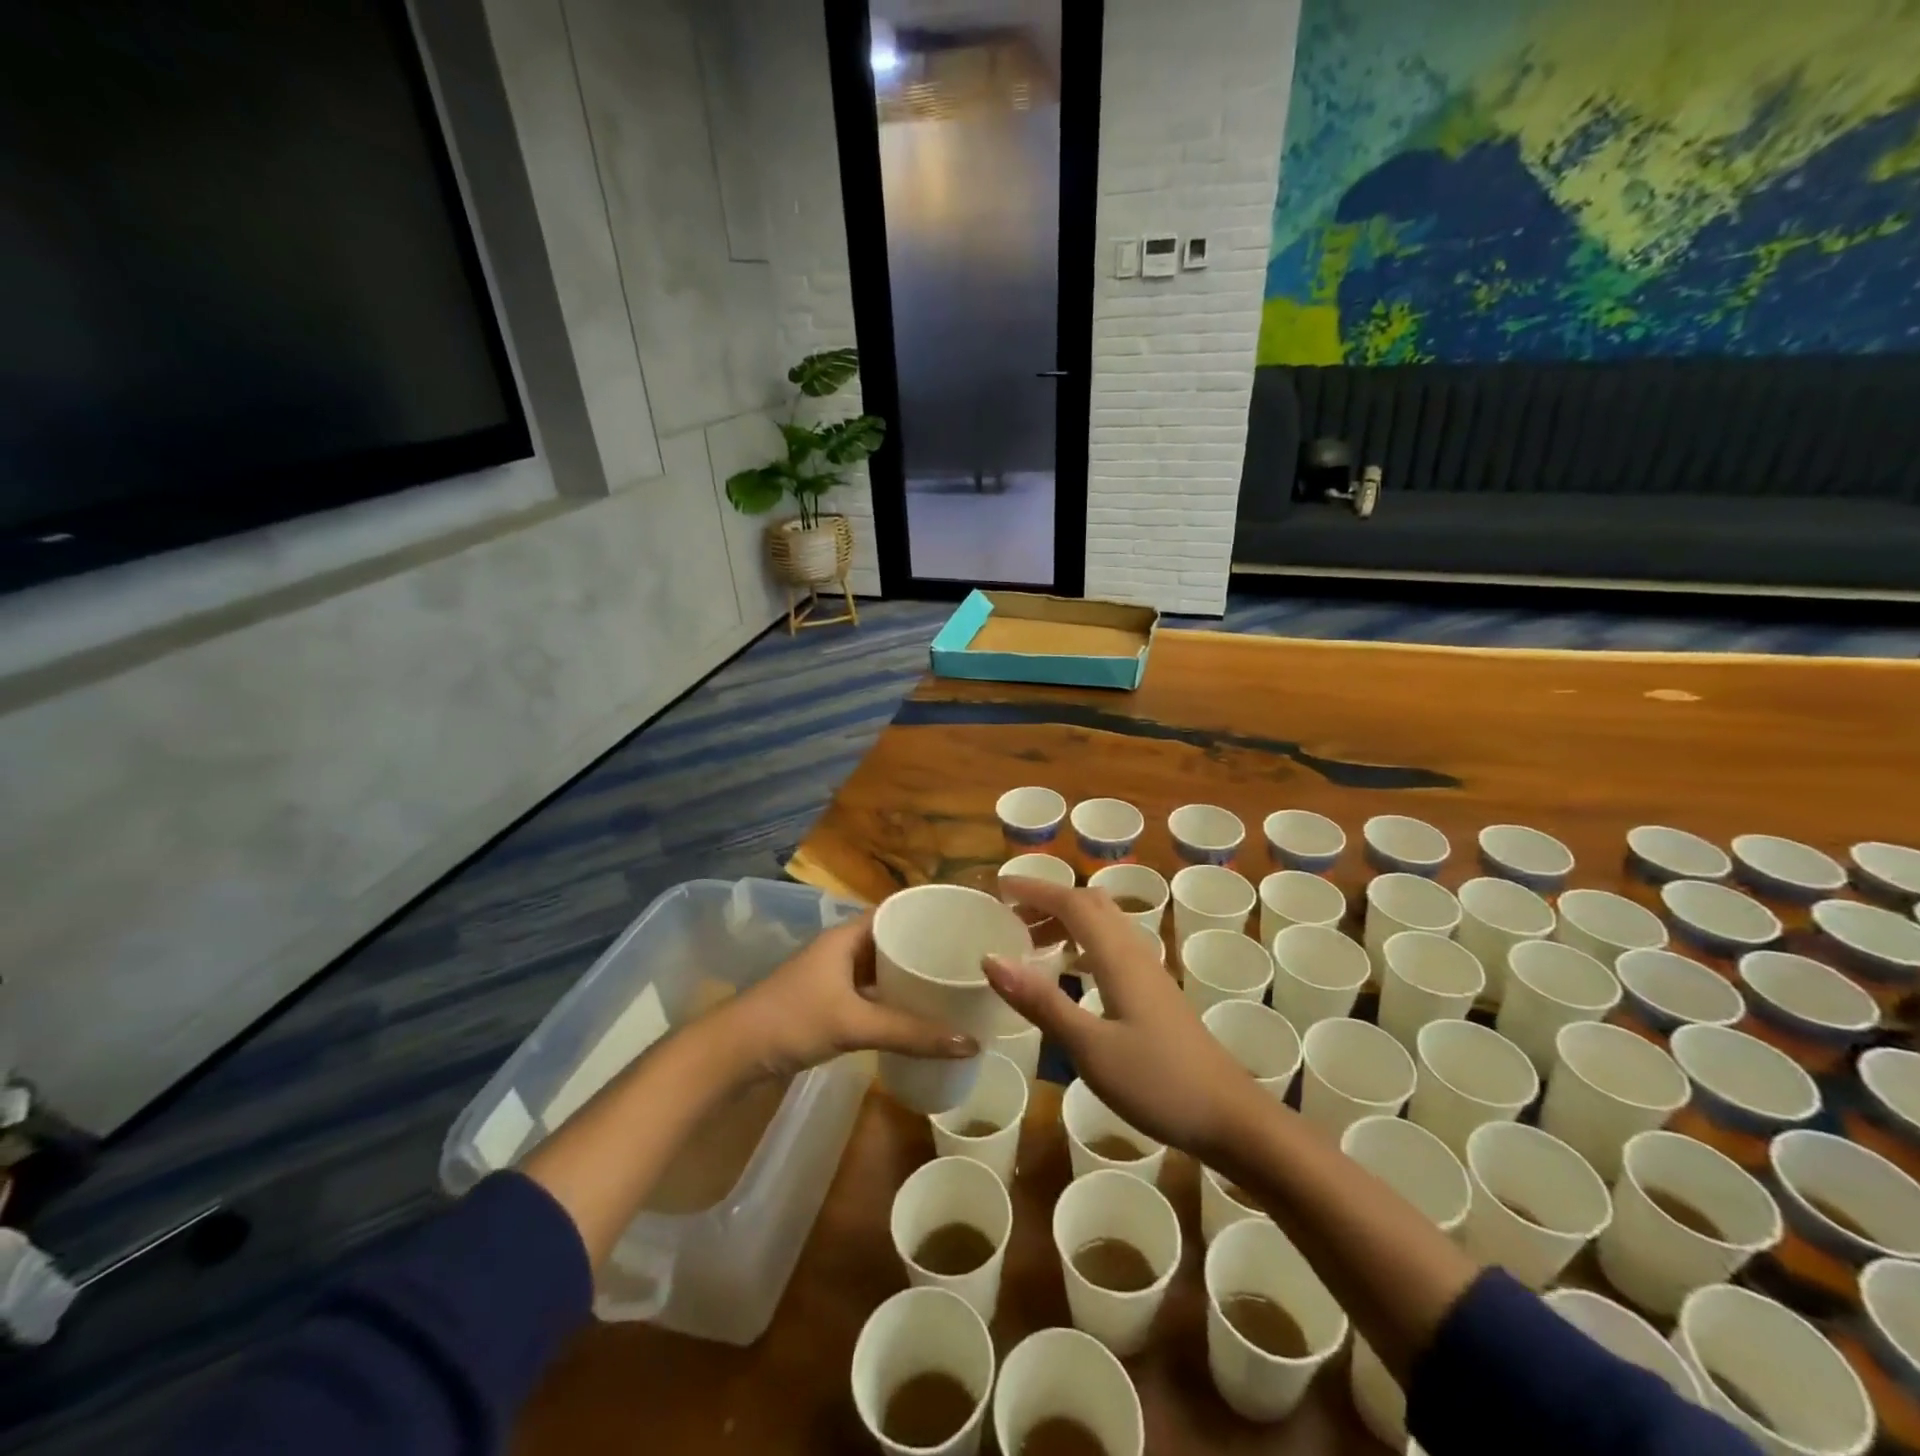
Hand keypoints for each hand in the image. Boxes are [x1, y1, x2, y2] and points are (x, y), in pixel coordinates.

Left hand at [721, 911, 977, 1079]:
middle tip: (966, 959)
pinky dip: (893, 998)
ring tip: (951, 984)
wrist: (732, 1053)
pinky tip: (917, 1013)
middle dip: (925, 948)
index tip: (965, 921)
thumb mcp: (853, 1023)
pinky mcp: (828, 1002)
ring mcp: (833, 976)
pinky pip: (871, 991)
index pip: (896, 911)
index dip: (928, 913)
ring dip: (909, 975)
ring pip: (881, 968)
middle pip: (891, 940)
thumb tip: (971, 1041)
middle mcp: (842, 948)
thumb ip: (910, 1033)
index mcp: (846, 935)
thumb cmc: (792, 1020)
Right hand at [984, 877, 1265, 1162]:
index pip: (1073, 903)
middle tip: (1011, 917)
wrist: (1230, 1117)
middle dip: (1049, 901)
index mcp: (1118, 957)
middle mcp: (1135, 953)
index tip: (1000, 888)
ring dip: (1067, 921)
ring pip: (1105, 925)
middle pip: (1091, 905)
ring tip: (1032, 943)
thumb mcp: (1090, 1047)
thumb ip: (1041, 1002)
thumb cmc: (1158, 1082)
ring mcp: (1150, 973)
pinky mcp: (1156, 994)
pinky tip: (1072, 972)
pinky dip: (1084, 944)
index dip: (1035, 890)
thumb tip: (991, 959)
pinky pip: (1113, 947)